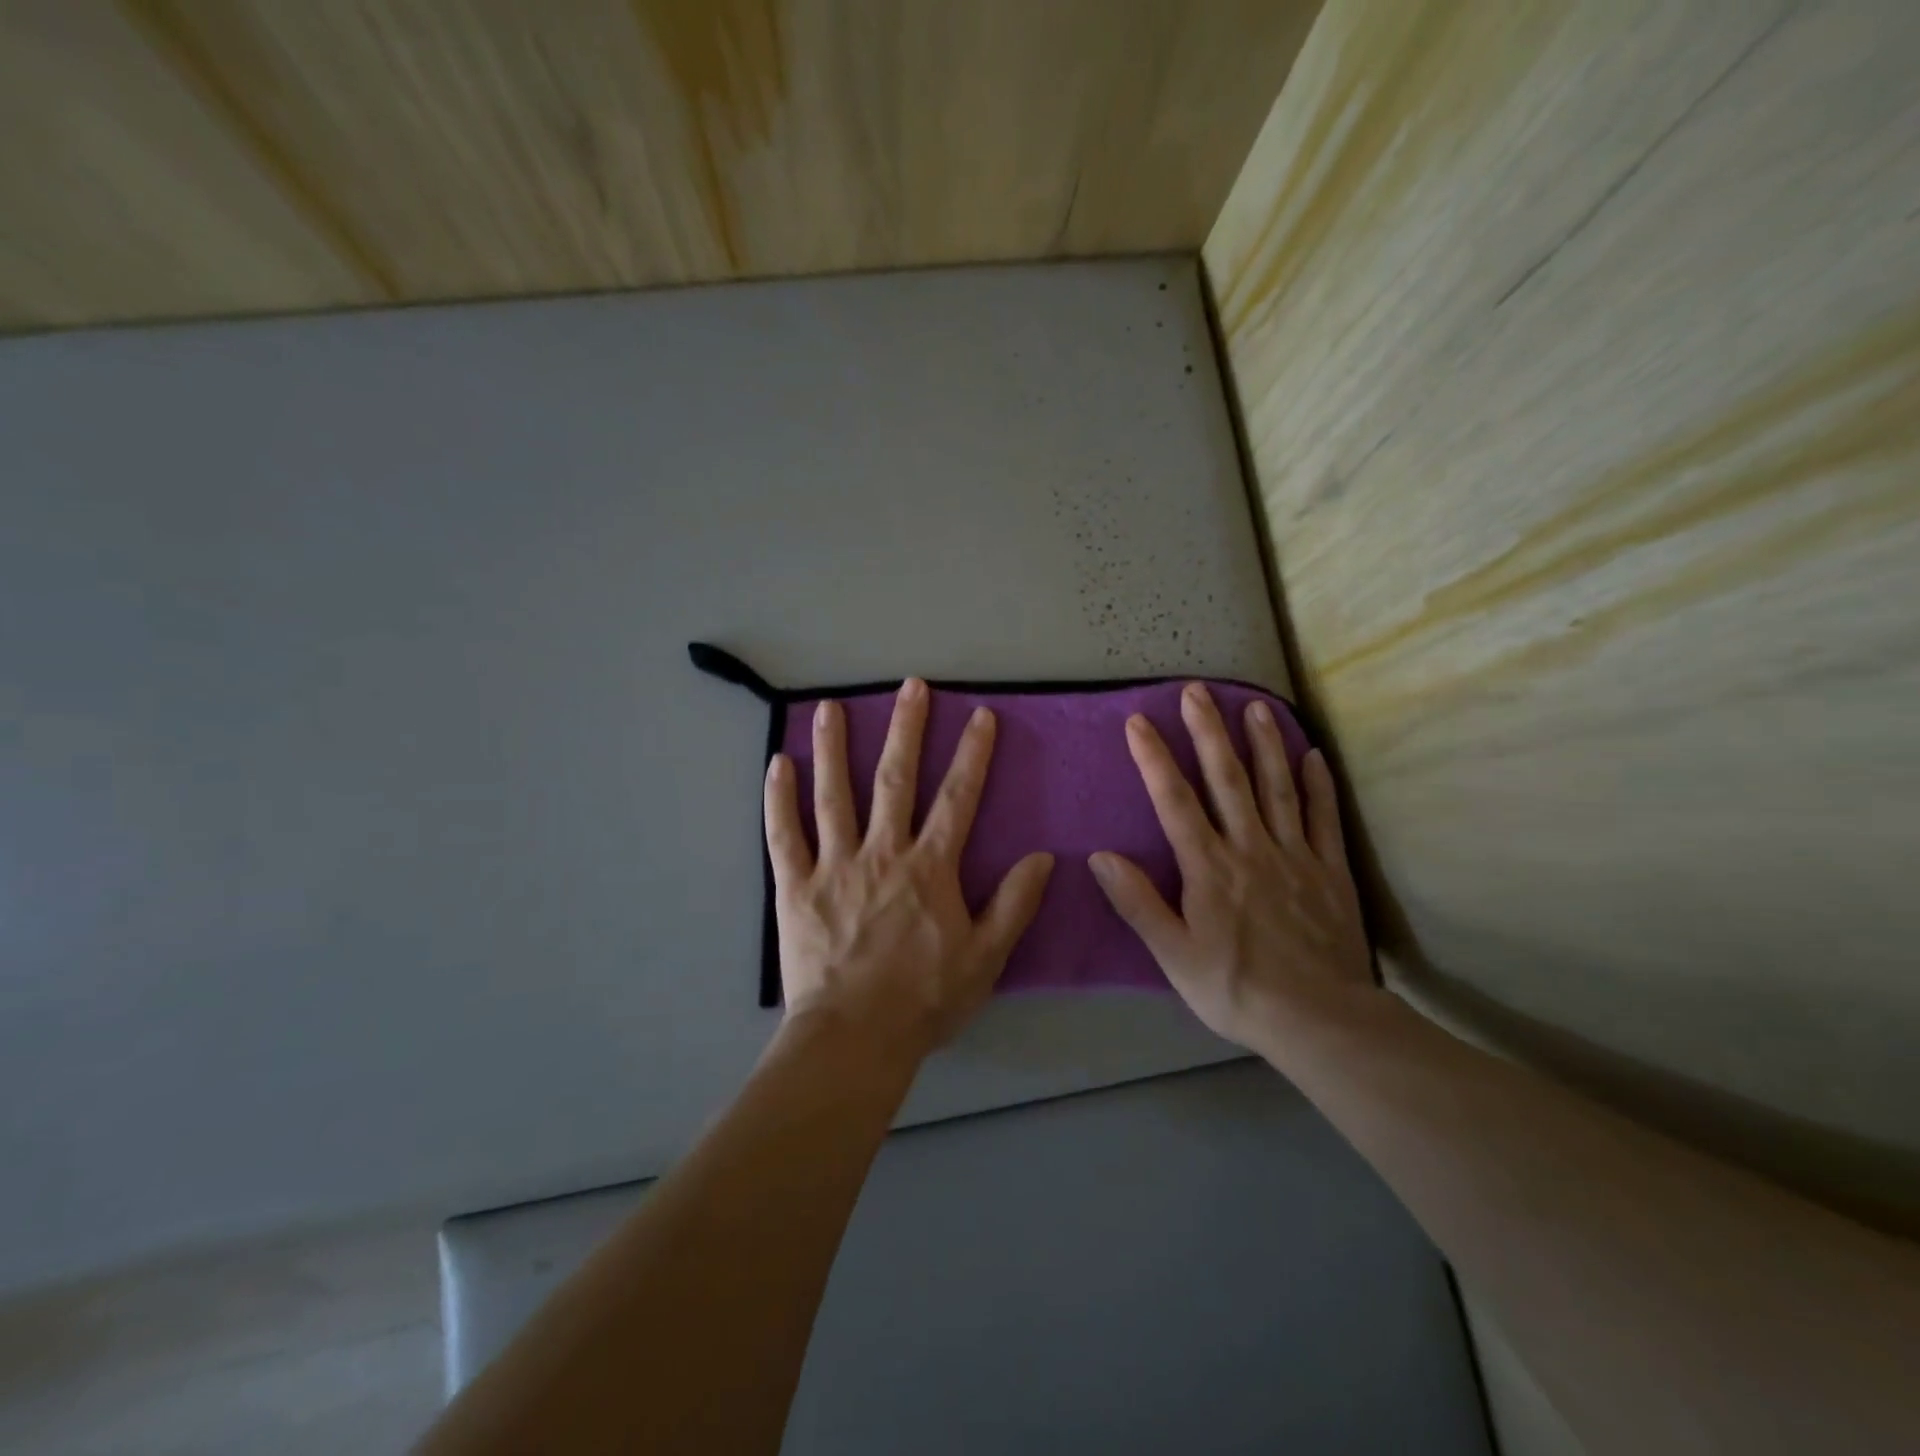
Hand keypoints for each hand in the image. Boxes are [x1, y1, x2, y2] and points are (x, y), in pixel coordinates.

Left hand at [764, 679, 1054, 1057]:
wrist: (854, 1038)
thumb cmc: (923, 1000)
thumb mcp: (986, 958)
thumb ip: (1014, 904)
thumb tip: (1042, 857)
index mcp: (929, 867)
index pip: (957, 798)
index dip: (972, 754)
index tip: (980, 716)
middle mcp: (882, 852)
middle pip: (895, 779)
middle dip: (906, 729)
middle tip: (910, 686)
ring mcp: (834, 865)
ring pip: (834, 794)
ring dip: (834, 747)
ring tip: (832, 706)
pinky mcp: (796, 885)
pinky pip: (784, 834)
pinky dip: (779, 798)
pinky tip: (778, 763)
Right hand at [1088, 683, 1374, 1055]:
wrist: (1320, 1020)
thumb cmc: (1236, 988)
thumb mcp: (1174, 954)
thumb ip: (1138, 903)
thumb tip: (1101, 856)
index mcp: (1209, 867)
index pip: (1175, 801)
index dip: (1154, 759)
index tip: (1139, 721)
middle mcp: (1250, 848)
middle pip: (1227, 779)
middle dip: (1209, 732)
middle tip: (1197, 691)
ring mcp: (1295, 855)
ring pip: (1277, 787)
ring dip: (1264, 744)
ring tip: (1254, 706)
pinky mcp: (1330, 871)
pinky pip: (1323, 818)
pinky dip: (1317, 784)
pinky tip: (1312, 754)